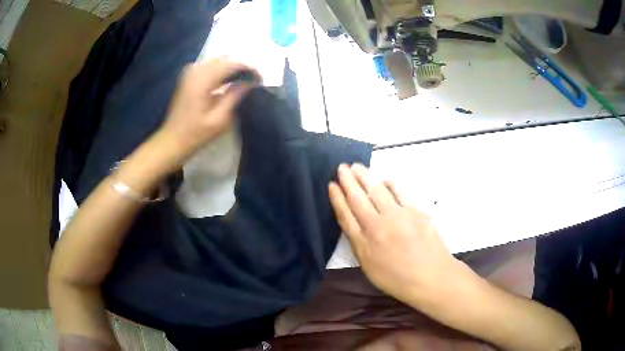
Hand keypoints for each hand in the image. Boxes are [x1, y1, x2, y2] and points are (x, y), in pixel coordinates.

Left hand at [156, 58, 259, 165]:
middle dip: (243, 66)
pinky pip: (211, 65)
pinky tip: (229, 80)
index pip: (233, 63)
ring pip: (219, 60)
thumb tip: (250, 82)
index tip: (261, 79)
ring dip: (233, 67)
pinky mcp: (189, 75)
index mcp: (203, 79)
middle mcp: (197, 69)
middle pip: (226, 58)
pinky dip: (223, 69)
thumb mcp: (220, 119)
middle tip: (254, 80)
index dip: (250, 68)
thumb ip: (235, 96)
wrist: (172, 139)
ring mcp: (191, 71)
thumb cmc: (196, 133)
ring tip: (245, 80)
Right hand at [329, 163, 458, 304]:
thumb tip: (353, 223)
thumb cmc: (397, 279)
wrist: (431, 277)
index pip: (345, 215)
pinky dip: (390, 183)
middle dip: (348, 181)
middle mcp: (378, 225)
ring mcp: (398, 216)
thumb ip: (359, 244)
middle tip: (341, 167)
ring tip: (357, 167)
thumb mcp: (369, 268)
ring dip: (366, 176)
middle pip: (359, 198)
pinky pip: (400, 192)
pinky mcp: (415, 211)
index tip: (332, 184)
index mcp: (363, 243)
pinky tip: (385, 179)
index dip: (337, 198)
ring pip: (378, 190)